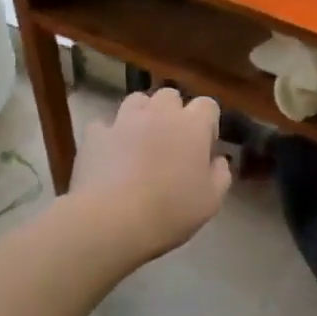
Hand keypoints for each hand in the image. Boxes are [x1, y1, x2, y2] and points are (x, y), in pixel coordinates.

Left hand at [70, 88, 232, 260]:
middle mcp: (159, 113)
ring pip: (137, 101)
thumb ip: (220, 175)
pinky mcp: (95, 135)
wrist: (112, 220)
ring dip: (142, 115)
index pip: (208, 105)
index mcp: (192, 126)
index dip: (208, 124)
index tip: (204, 148)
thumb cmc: (170, 211)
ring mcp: (124, 120)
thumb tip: (218, 161)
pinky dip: (109, 136)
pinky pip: (104, 126)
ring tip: (141, 140)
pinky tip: (110, 154)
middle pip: (170, 95)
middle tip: (172, 142)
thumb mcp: (211, 201)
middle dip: (174, 112)